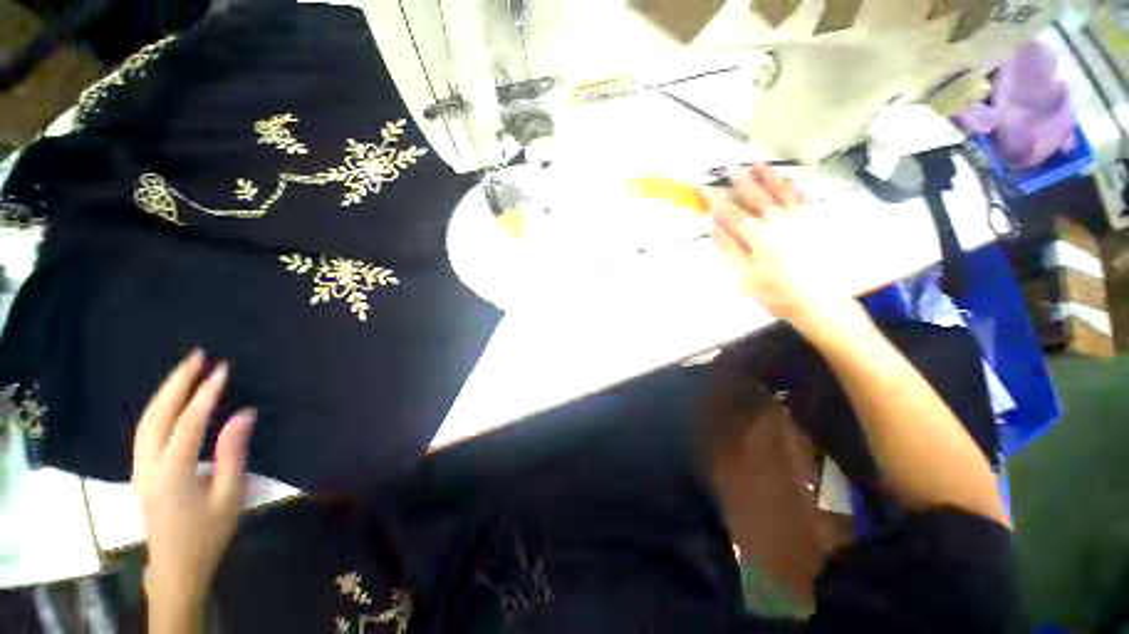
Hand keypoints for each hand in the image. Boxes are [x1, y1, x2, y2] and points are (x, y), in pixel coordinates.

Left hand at [131, 350, 255, 618]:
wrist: (176, 567)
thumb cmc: (208, 533)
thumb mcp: (229, 495)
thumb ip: (233, 452)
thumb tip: (245, 414)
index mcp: (172, 472)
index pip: (188, 423)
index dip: (205, 395)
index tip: (223, 369)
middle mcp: (148, 465)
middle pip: (156, 415)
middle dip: (175, 383)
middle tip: (197, 356)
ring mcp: (139, 468)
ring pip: (146, 421)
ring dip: (165, 392)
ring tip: (185, 370)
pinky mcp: (140, 472)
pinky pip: (146, 431)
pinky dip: (159, 409)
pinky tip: (171, 401)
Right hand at [712, 163, 855, 334]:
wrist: (817, 301)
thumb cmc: (776, 292)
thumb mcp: (745, 277)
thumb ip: (730, 250)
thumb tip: (716, 228)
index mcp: (758, 236)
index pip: (731, 213)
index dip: (715, 199)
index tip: (703, 187)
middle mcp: (777, 222)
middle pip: (756, 196)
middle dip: (740, 180)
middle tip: (728, 166)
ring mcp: (797, 221)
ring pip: (781, 192)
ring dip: (768, 176)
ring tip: (758, 161)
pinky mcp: (812, 225)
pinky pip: (802, 200)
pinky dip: (795, 188)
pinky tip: (791, 180)